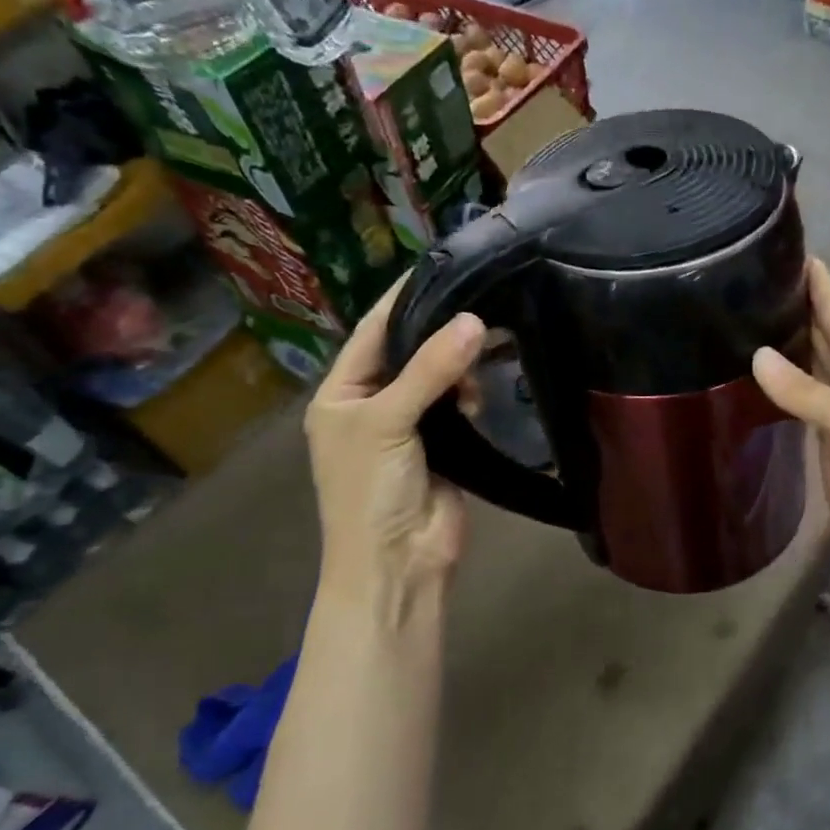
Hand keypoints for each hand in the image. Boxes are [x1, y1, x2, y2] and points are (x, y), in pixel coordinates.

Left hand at [304, 280, 485, 609]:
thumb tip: (474, 321)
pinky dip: (472, 394)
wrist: (397, 565)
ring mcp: (410, 425)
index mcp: (341, 393)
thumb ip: (430, 371)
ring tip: (488, 346)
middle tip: (483, 297)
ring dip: (460, 365)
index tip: (442, 265)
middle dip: (441, 329)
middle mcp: (373, 403)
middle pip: (410, 351)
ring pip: (440, 377)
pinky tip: (484, 389)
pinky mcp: (445, 445)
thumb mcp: (388, 422)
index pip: (373, 331)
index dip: (403, 298)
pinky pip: (460, 405)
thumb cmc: (371, 491)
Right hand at [753, 259, 829, 594]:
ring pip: (811, 368)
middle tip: (759, 279)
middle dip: (800, 308)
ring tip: (752, 317)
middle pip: (826, 338)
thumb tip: (758, 356)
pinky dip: (783, 385)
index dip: (822, 287)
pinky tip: (760, 375)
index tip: (797, 251)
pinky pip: (801, 401)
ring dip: (789, 344)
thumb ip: (807, 392)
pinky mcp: (826, 441)